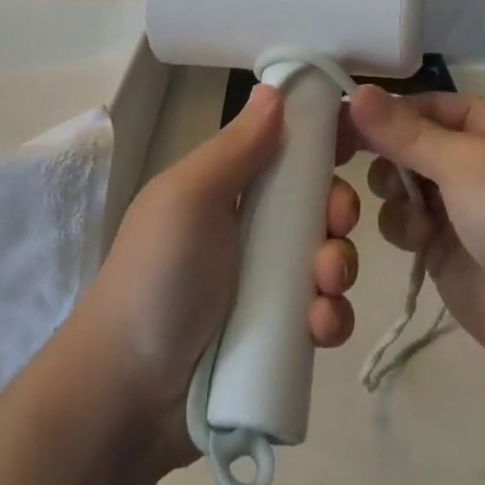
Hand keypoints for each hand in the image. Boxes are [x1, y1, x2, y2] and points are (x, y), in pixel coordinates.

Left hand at [67, 84, 361, 475]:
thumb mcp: (190, 196)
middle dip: (337, 209)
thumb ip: (236, 147)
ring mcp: (267, 286)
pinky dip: (331, 317)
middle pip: (317, 205)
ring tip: (323, 287)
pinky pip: (324, 316)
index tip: (355, 141)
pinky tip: (318, 328)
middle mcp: (251, 230)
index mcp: (228, 189)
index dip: (321, 145)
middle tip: (336, 222)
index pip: (285, 152)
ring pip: (328, 260)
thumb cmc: (158, 275)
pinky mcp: (280, 339)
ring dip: (338, 266)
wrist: (129, 395)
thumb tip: (274, 89)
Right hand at [344, 86, 484, 381]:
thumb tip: (353, 91)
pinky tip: (421, 241)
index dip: (377, 112)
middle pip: (400, 143)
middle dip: (382, 156)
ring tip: (412, 213)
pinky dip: (403, 227)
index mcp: (478, 122)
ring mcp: (452, 203)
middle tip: (352, 165)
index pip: (414, 104)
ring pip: (395, 183)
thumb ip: (403, 131)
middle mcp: (463, 156)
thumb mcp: (464, 161)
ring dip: (393, 195)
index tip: (335, 123)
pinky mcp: (440, 246)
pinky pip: (402, 222)